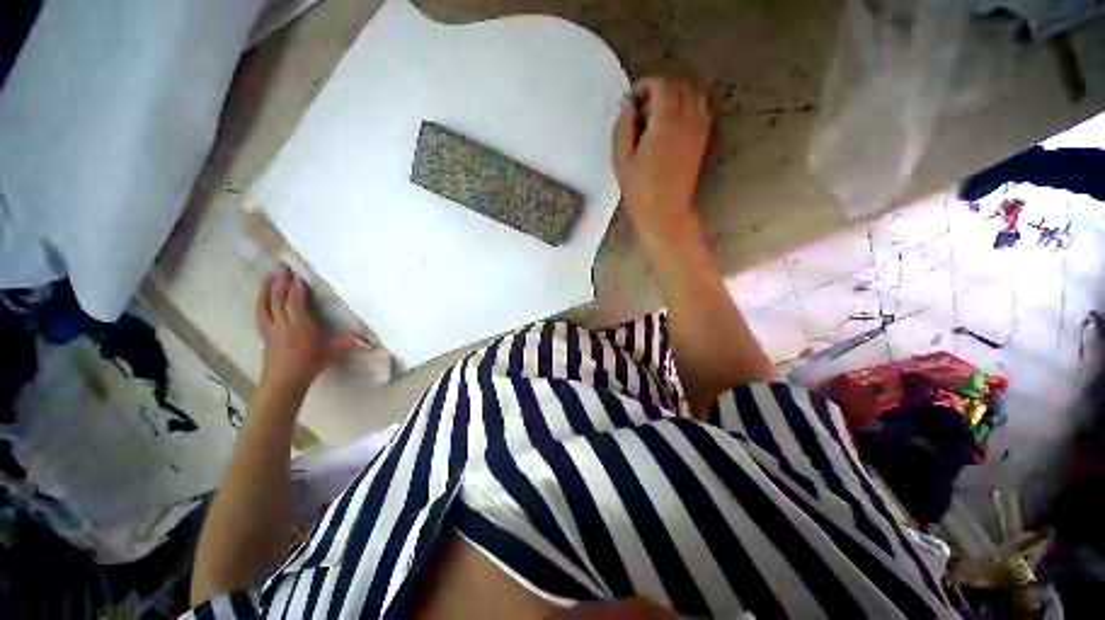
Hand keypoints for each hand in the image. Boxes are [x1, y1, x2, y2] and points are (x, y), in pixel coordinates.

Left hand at [254, 263, 363, 395]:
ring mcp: (270, 328)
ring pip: (265, 303)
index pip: (295, 303)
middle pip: (278, 299)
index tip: (299, 276)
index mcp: (301, 327)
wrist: (283, 382)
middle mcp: (283, 324)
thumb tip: (370, 343)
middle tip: (281, 266)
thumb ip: (348, 343)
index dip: (296, 289)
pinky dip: (261, 300)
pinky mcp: (264, 333)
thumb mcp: (331, 352)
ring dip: (267, 287)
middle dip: (280, 281)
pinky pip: (260, 312)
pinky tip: (263, 295)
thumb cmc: (309, 365)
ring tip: (270, 274)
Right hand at [612, 76, 711, 251]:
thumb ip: (623, 126)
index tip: (632, 100)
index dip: (645, 86)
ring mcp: (699, 130)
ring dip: (677, 94)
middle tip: (643, 106)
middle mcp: (687, 120)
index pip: (662, 86)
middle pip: (681, 85)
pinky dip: (689, 105)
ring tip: (659, 112)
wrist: (665, 213)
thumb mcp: (622, 159)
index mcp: (665, 122)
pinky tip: (674, 122)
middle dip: (661, 88)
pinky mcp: (703, 140)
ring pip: (695, 94)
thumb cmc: (640, 190)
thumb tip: (628, 104)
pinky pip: (702, 109)